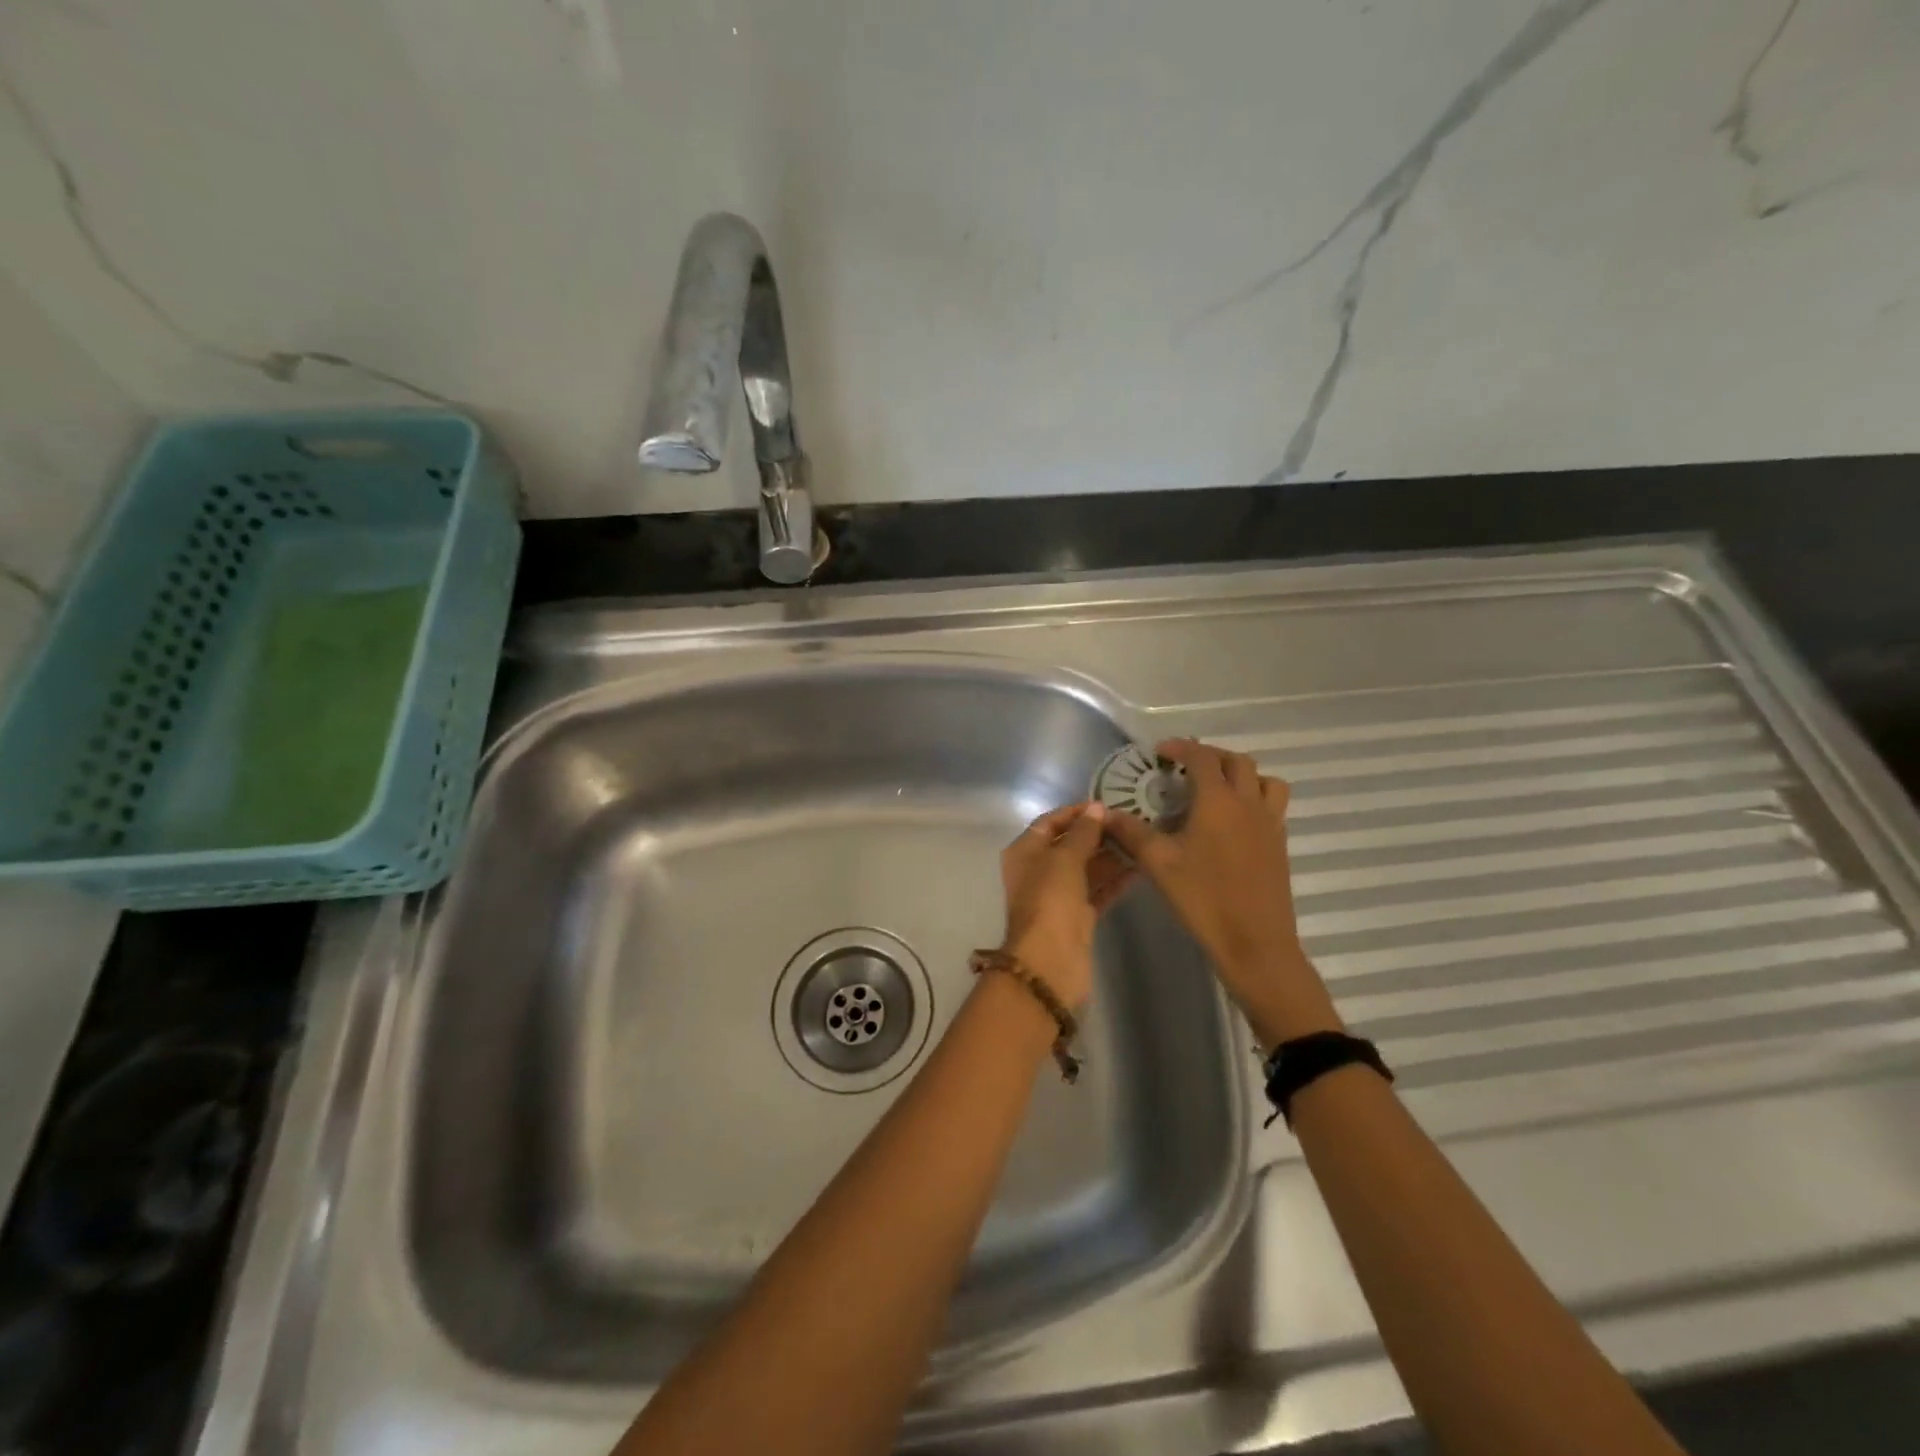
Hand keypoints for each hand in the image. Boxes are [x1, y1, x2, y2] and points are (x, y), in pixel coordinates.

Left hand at [997, 802, 1134, 1009]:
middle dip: (1098, 834)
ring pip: (1087, 868)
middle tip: (1131, 822)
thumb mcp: (1064, 859)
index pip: (1050, 822)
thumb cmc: (1050, 901)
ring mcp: (1059, 895)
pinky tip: (1140, 867)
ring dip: (1110, 856)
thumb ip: (1082, 833)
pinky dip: (1115, 880)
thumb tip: (1097, 809)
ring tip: (1141, 840)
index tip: (1106, 804)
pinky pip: (1098, 890)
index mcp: (1025, 852)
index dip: (1076, 812)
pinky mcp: (1078, 916)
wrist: (1050, 962)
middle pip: (1070, 844)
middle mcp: (1039, 870)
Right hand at [1103, 739, 1341, 1045]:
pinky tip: (1232, 823)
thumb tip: (1105, 814)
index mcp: (1219, 801)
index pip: (1203, 757)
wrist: (1255, 943)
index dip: (1181, 748)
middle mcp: (1249, 803)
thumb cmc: (1204, 899)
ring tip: (1217, 790)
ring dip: (1241, 775)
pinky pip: (1272, 805)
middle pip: (1237, 761)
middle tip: (1185, 769)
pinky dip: (1254, 798)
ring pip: (1265, 780)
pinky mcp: (1280, 844)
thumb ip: (1131, 833)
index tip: (1161, 752)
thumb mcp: (1159, 864)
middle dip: (1210, 757)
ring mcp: (1270, 823)